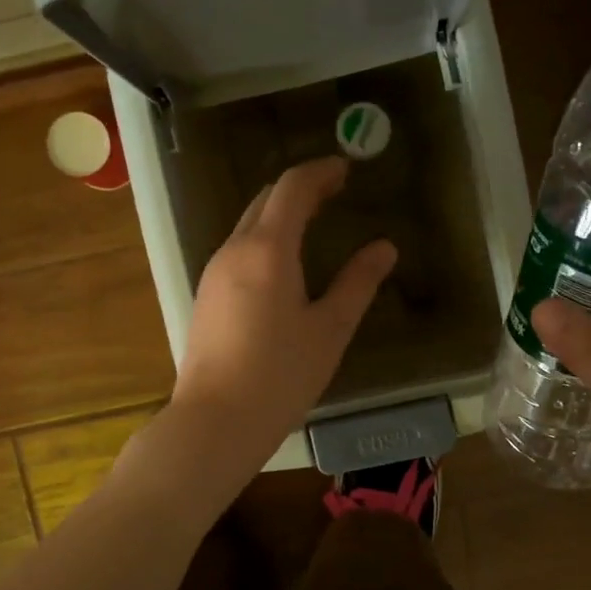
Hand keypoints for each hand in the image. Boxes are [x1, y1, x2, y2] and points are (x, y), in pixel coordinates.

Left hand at [172, 157, 396, 466]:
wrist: (215, 421)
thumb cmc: (280, 375)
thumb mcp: (329, 330)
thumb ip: (357, 283)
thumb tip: (384, 248)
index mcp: (266, 249)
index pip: (292, 188)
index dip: (320, 172)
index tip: (346, 168)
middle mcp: (234, 250)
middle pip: (265, 199)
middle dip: (300, 188)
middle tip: (335, 192)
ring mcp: (214, 272)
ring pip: (248, 224)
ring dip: (280, 212)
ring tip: (314, 222)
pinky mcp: (206, 295)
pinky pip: (238, 249)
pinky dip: (264, 238)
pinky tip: (284, 262)